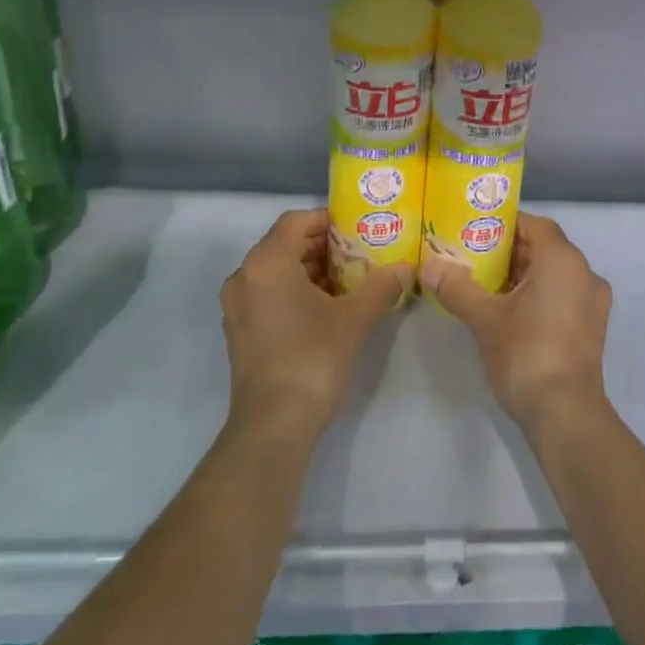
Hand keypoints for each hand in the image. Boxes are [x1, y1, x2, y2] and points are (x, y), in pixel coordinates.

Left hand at [220, 210, 406, 446]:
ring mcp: (237, 306)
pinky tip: (326, 308)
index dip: (327, 220)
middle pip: (284, 244)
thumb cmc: (312, 358)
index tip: (357, 229)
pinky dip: (294, 291)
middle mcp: (245, 277)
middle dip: (322, 246)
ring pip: (276, 271)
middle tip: (359, 254)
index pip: (295, 221)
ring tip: (348, 280)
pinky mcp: (239, 331)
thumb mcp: (354, 319)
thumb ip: (381, 286)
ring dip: (310, 270)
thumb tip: (407, 268)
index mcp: (267, 263)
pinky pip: (268, 294)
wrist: (273, 423)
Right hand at [421, 214, 612, 433]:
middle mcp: (585, 273)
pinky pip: (563, 296)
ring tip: (484, 284)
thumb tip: (428, 267)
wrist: (565, 414)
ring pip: (554, 274)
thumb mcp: (484, 319)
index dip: (505, 224)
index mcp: (563, 260)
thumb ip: (457, 288)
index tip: (475, 230)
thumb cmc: (526, 354)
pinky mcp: (592, 328)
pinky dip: (538, 295)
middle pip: (544, 248)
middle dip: (509, 251)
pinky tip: (508, 312)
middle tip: (472, 257)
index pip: (534, 225)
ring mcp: (593, 303)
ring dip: (522, 275)